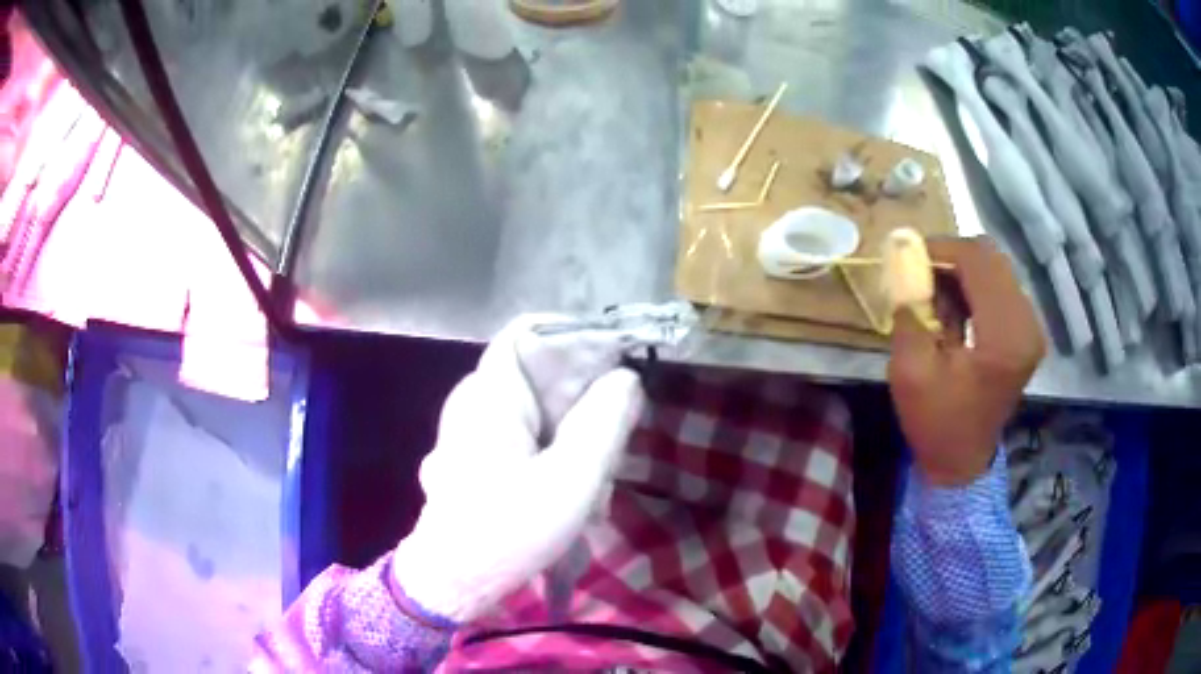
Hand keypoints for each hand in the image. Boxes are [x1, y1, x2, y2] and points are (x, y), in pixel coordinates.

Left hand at [391, 318, 644, 621]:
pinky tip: (569, 489)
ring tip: (597, 478)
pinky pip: (519, 435)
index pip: (527, 332)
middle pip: (535, 373)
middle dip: (582, 398)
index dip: (572, 334)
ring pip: (532, 409)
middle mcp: (472, 403)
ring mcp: (467, 432)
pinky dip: (550, 449)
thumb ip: (603, 423)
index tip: (616, 359)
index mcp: (488, 395)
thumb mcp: (570, 480)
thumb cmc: (508, 531)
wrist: (452, 582)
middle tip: (615, 434)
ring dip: (570, 433)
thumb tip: (627, 377)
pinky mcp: (472, 458)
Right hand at [888, 237, 1045, 486]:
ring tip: (934, 296)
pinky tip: (954, 308)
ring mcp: (1030, 326)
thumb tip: (901, 252)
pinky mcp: (1026, 331)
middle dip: (951, 257)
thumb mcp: (910, 370)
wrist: (962, 461)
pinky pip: (1000, 285)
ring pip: (995, 267)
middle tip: (919, 274)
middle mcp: (1027, 324)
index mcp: (1004, 336)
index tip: (907, 256)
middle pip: (990, 257)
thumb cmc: (935, 422)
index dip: (941, 248)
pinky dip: (973, 285)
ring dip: (961, 271)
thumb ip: (909, 308)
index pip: (977, 261)